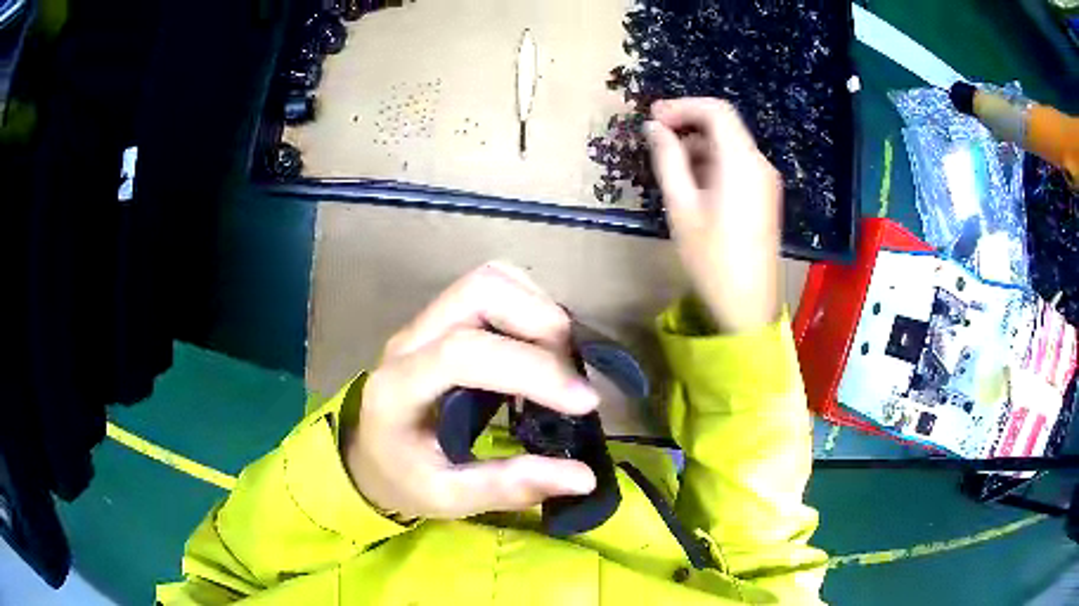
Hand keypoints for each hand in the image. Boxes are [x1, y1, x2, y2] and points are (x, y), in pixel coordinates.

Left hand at [343, 263, 599, 519]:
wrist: (372, 456)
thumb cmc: (404, 479)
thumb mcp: (449, 498)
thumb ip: (509, 487)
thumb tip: (584, 477)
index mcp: (398, 389)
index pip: (463, 353)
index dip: (532, 369)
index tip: (584, 401)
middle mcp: (409, 340)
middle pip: (479, 291)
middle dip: (540, 321)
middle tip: (570, 374)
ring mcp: (425, 322)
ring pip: (489, 279)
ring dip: (538, 309)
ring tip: (561, 360)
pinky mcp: (443, 319)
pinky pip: (493, 288)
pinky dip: (531, 305)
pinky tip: (542, 347)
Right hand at [645, 98, 782, 332]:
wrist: (747, 304)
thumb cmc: (711, 257)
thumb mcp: (681, 206)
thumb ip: (667, 159)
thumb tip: (653, 127)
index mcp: (741, 162)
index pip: (716, 111)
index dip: (682, 106)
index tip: (653, 118)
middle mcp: (759, 164)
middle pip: (725, 125)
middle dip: (689, 123)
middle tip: (655, 135)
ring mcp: (766, 180)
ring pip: (730, 144)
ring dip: (699, 143)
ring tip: (669, 162)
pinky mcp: (765, 196)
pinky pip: (738, 164)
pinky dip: (713, 161)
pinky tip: (693, 181)